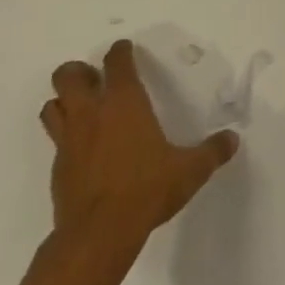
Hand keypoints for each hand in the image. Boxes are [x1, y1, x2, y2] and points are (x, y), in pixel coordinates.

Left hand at [40, 39, 238, 261]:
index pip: (116, 62)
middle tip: (95, 79)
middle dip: (77, 71)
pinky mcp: (58, 170)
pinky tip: (84, 150)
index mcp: (124, 102)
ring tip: (82, 108)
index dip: (120, 51)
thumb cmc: (147, 189)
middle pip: (67, 76)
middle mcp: (92, 114)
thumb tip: (233, 139)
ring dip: (63, 102)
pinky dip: (66, 137)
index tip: (125, 49)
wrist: (98, 236)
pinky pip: (55, 141)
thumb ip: (212, 152)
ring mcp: (69, 142)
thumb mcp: (190, 170)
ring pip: (51, 106)